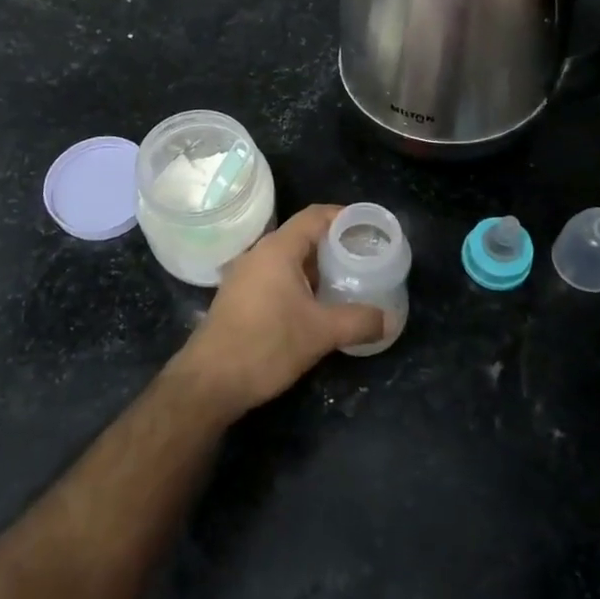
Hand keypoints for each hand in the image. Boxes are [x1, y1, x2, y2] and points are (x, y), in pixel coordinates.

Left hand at [172, 205, 384, 418]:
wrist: (209, 382)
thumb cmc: (266, 345)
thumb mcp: (320, 333)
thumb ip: (358, 321)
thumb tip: (389, 320)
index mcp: (277, 250)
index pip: (314, 216)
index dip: (343, 216)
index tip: (368, 227)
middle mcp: (258, 254)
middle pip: (301, 236)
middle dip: (333, 245)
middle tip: (363, 257)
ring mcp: (244, 276)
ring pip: (287, 259)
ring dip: (316, 267)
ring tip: (345, 281)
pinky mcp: (238, 298)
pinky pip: (274, 277)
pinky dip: (298, 283)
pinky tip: (315, 306)